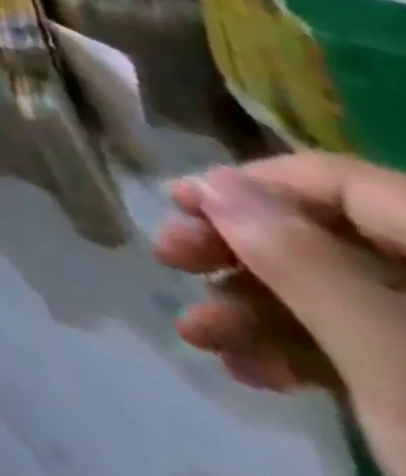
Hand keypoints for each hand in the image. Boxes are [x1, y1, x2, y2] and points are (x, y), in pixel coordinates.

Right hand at [155, 155, 405, 475]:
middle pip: (341, 240)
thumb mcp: (391, 368)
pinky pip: (377, 350)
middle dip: (245, 252)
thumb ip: (301, 261)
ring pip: (348, 298)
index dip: (255, 183)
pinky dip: (305, 354)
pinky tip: (250, 371)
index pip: (348, 184)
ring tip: (198, 335)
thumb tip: (218, 182)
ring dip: (259, 309)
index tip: (176, 201)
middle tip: (170, 259)